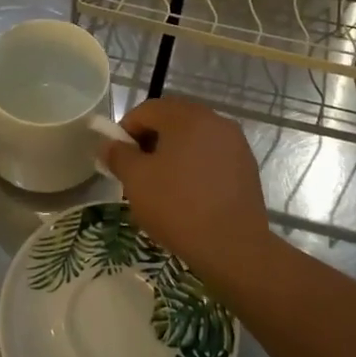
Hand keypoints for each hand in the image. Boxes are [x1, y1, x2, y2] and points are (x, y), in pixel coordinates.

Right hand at [102, 98, 270, 281]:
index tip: (118, 158)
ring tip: (162, 186)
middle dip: (150, 141)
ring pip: (194, 139)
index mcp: (188, 117)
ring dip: (173, 154)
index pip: (147, 110)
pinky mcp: (247, 166)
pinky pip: (212, 156)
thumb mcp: (136, 180)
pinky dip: (195, 167)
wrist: (233, 246)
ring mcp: (235, 143)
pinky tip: (189, 196)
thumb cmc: (178, 206)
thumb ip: (118, 155)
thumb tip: (108, 144)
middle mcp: (215, 120)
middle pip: (173, 121)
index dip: (126, 129)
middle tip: (138, 172)